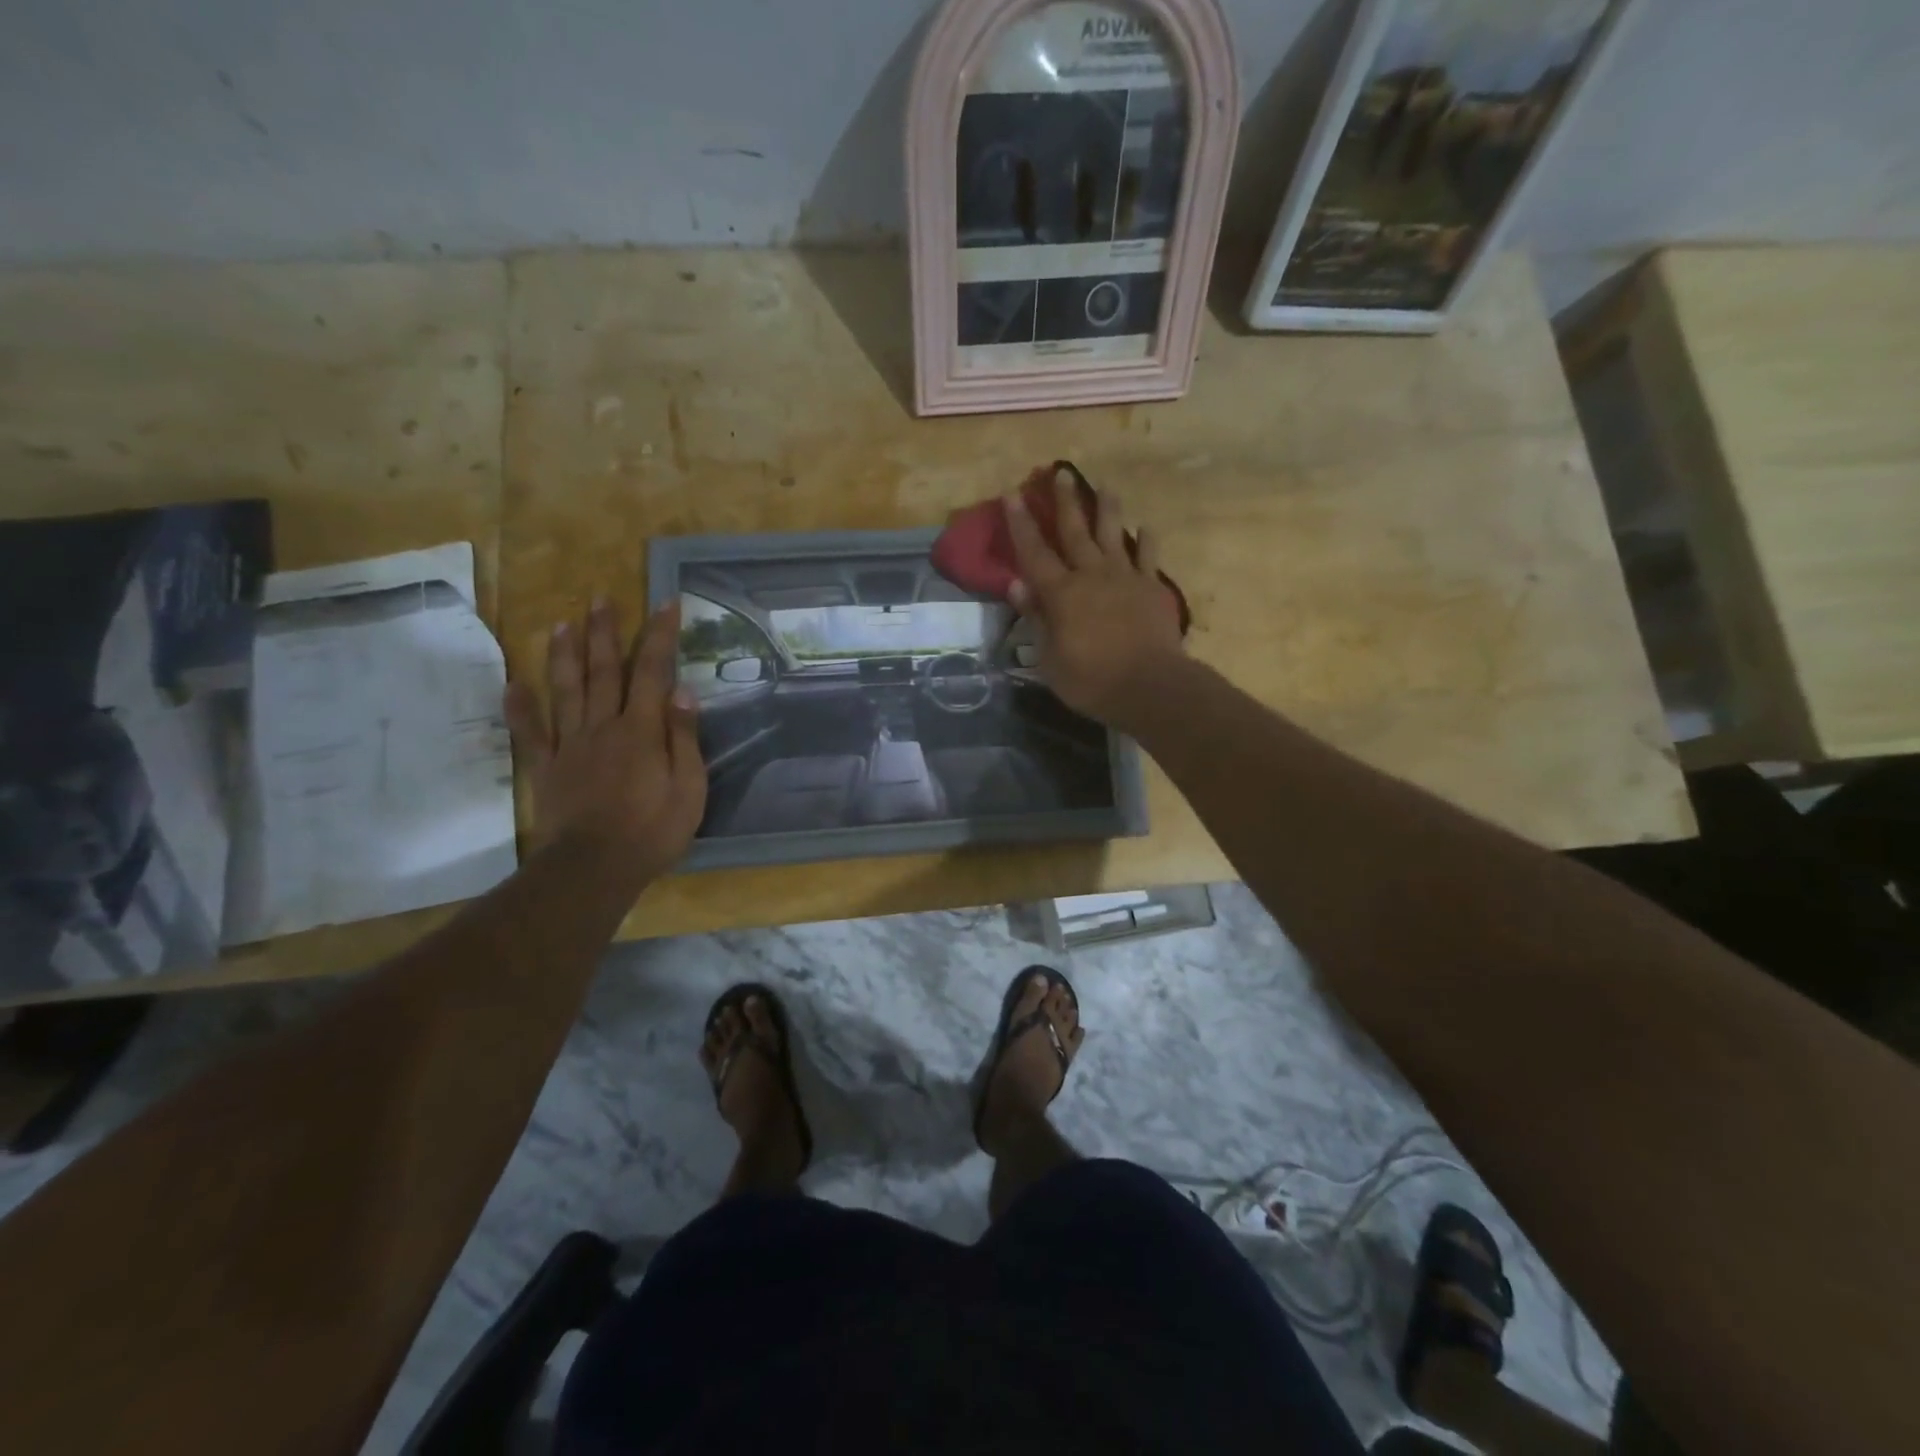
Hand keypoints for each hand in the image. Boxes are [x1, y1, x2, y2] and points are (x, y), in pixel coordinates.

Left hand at [504, 597, 706, 881]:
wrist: (594, 867)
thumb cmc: (653, 830)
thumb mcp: (688, 787)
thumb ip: (683, 736)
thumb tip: (681, 689)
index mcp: (641, 729)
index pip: (653, 671)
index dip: (660, 635)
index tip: (665, 602)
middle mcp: (603, 726)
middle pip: (603, 671)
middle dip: (604, 632)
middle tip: (599, 598)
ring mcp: (571, 745)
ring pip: (566, 690)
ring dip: (565, 655)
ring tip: (562, 623)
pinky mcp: (547, 767)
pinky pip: (530, 732)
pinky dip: (520, 706)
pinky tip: (513, 683)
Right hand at [1004, 467, 1186, 727]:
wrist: (1150, 686)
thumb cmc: (1091, 680)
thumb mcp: (1049, 659)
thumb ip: (1035, 619)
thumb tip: (1017, 585)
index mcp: (1061, 594)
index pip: (1034, 553)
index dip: (1021, 524)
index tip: (1012, 494)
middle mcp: (1091, 575)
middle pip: (1075, 532)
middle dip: (1065, 502)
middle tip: (1060, 473)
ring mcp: (1125, 578)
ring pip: (1114, 535)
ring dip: (1107, 509)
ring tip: (1105, 486)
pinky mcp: (1152, 588)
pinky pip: (1148, 557)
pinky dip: (1146, 540)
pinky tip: (1146, 527)